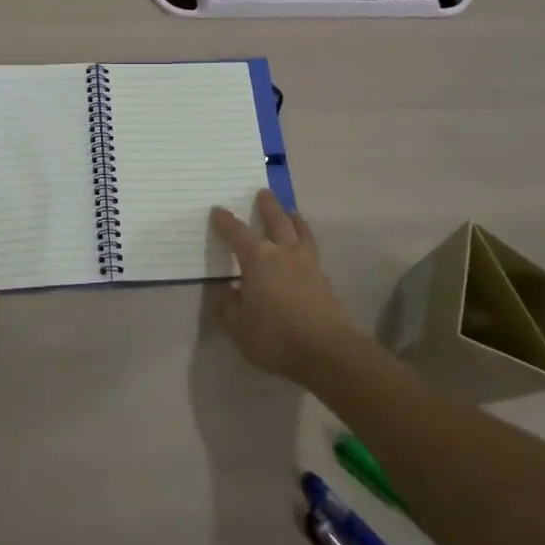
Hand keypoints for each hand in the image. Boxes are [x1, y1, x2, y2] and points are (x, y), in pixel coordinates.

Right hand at [209, 190, 354, 381]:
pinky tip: (304, 250)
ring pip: (301, 231)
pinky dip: (306, 241)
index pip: (237, 232)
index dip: (226, 221)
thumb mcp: (238, 327)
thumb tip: (223, 290)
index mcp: (258, 258)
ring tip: (291, 211)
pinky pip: (312, 250)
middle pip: (276, 220)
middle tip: (263, 192)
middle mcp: (284, 252)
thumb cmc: (275, 337)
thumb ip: (227, 306)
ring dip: (293, 218)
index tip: (218, 210)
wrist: (327, 352)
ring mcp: (308, 264)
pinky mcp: (324, 279)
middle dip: (268, 205)